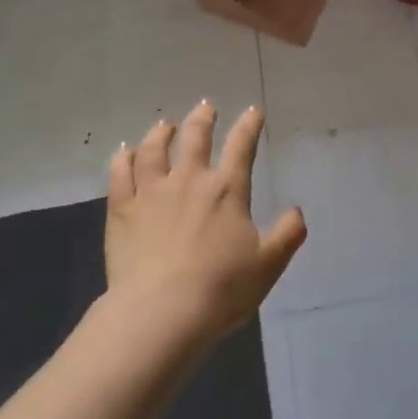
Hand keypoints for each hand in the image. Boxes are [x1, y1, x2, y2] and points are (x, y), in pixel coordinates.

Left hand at [105, 102, 306, 344]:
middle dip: (203, 118)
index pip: (242, 146)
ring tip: (165, 125)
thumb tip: (298, 212)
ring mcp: (151, 192)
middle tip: (206, 106)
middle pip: (195, 138)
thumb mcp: (268, 264)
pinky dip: (123, 158)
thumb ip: (287, 235)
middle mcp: (189, 180)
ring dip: (161, 133)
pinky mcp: (122, 210)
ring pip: (153, 149)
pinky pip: (120, 174)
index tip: (253, 112)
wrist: (162, 312)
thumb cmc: (221, 288)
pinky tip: (124, 152)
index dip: (249, 125)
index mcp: (227, 190)